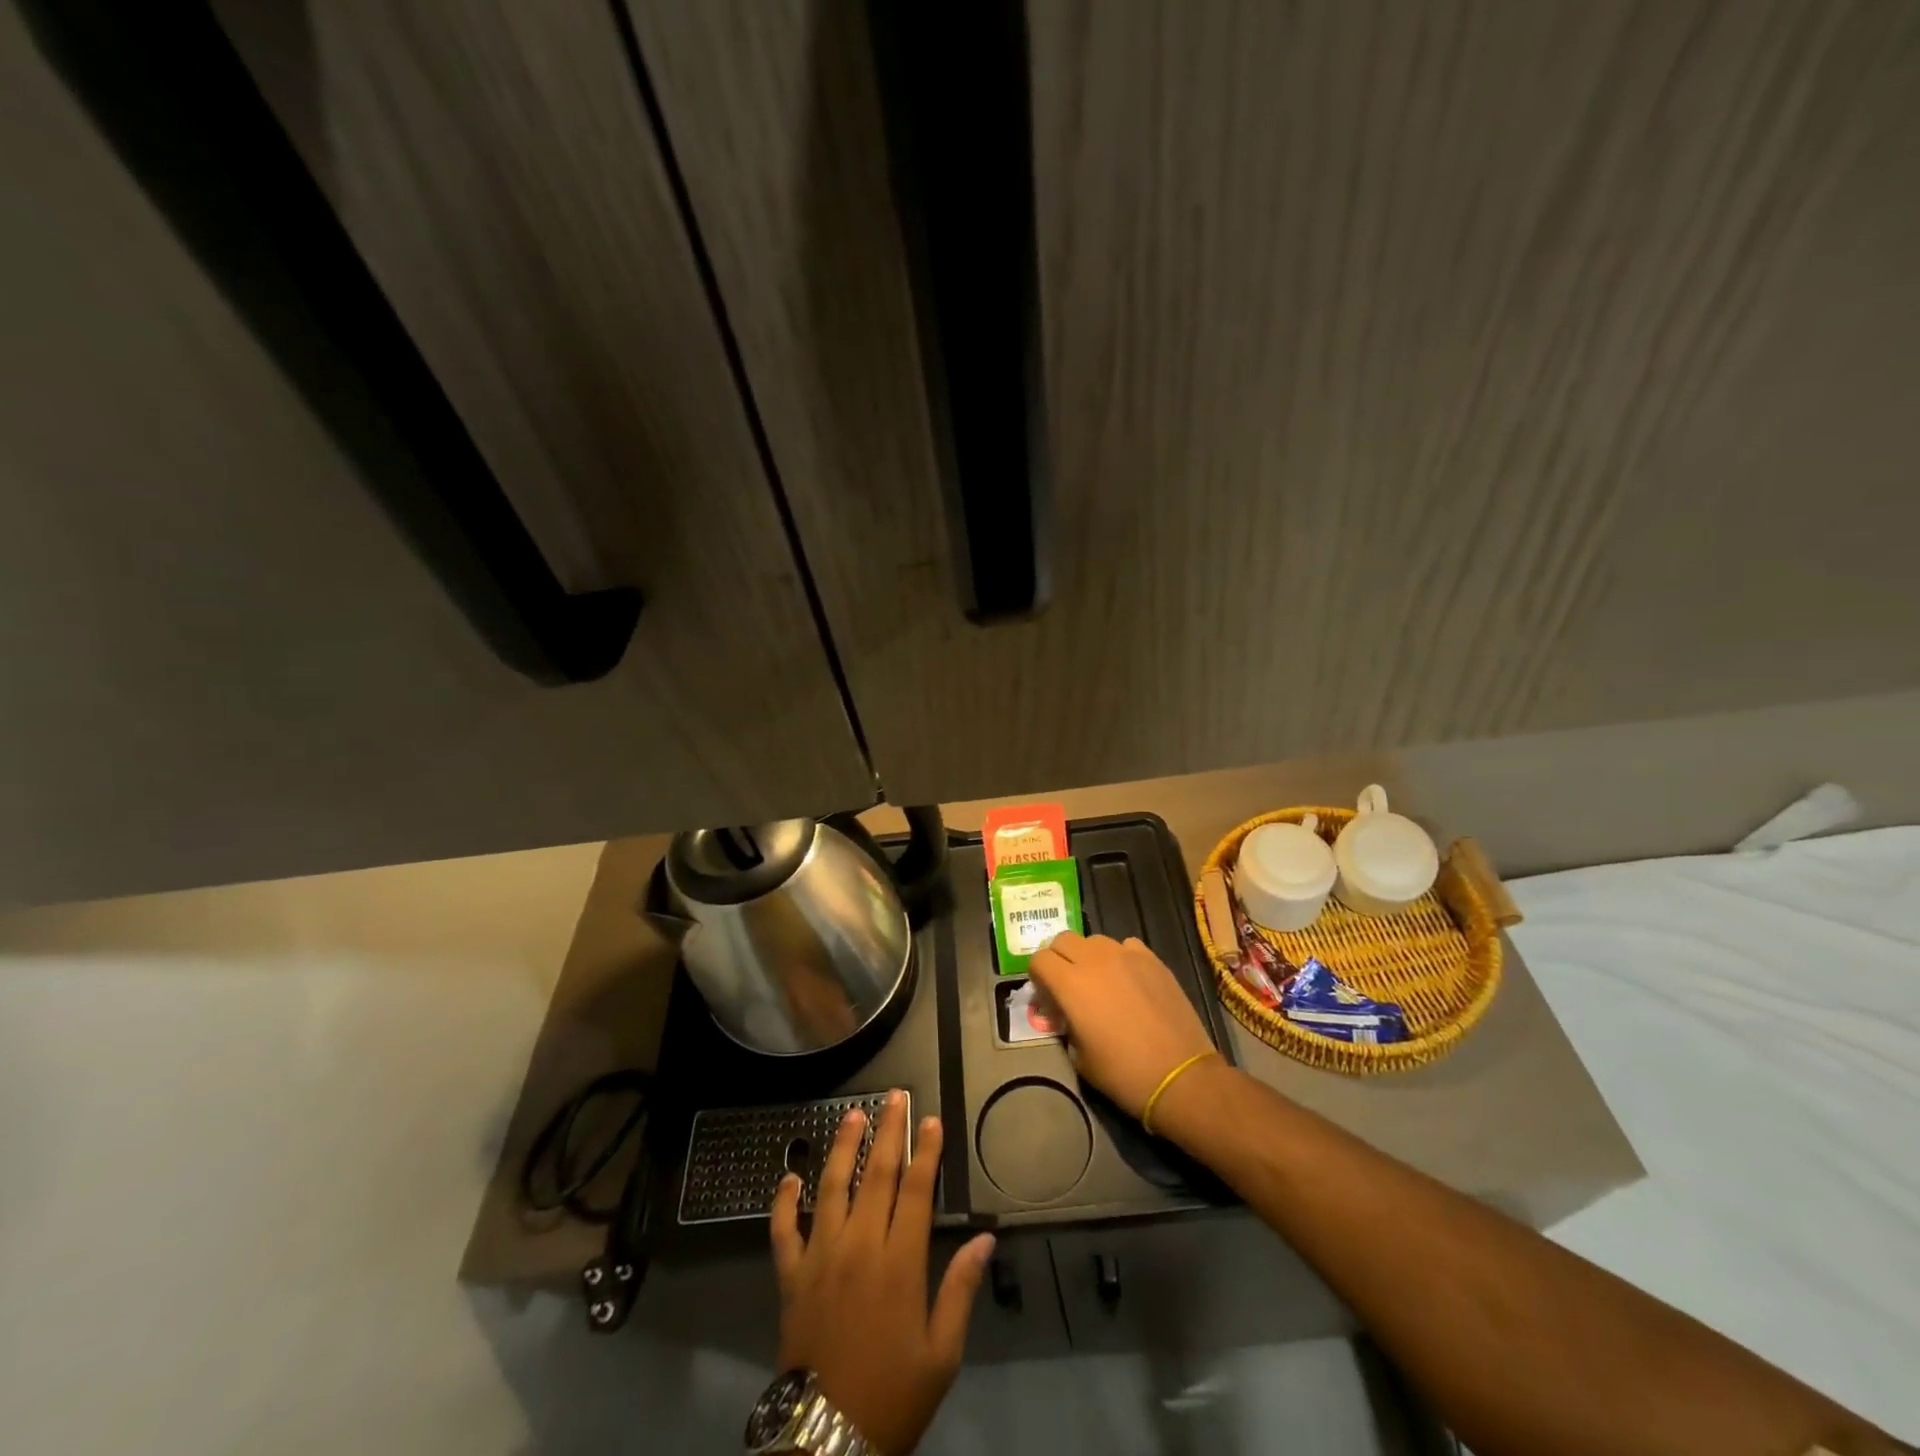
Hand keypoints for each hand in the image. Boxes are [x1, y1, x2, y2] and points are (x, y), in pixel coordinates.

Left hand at [770, 1091, 994, 1455]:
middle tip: (895, 1096)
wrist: (827, 1441)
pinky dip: (783, 1202)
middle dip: (889, 1131)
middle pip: (877, 1175)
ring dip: (843, 1147)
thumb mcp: (941, 1353)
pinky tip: (788, 1176)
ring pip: (832, 1187)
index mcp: (899, 1262)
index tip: (932, 1120)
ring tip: (852, 1114)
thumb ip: (961, 1289)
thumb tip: (984, 1239)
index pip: (917, 1190)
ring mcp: (820, 1257)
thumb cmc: (893, 1395)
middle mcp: (859, 1247)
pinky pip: (783, 1231)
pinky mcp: (790, 1277)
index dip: (926, 1151)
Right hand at [1027, 932, 1216, 1120]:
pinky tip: (1128, 980)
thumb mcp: (1078, 1056)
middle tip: (1068, 985)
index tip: (1047, 996)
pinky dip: (1120, 958)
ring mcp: (1126, 955)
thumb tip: (1064, 1012)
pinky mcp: (1153, 959)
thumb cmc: (1123, 1073)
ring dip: (1089, 956)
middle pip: (1063, 940)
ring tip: (1100, 982)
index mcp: (1070, 984)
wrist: (1179, 1076)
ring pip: (1094, 940)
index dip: (1038, 977)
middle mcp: (1095, 960)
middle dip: (1059, 959)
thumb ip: (1065, 1023)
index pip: (1039, 959)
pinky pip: (1126, 946)